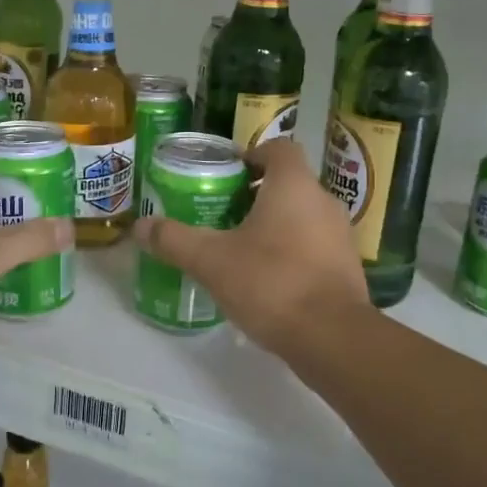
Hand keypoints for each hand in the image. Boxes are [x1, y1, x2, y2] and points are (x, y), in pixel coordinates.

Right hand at [134, 138, 368, 354]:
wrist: (331, 338)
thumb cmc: (271, 282)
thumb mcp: (210, 261)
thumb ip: (173, 239)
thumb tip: (139, 226)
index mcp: (293, 186)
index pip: (278, 148)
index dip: (252, 155)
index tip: (226, 173)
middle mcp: (323, 202)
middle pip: (288, 183)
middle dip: (255, 194)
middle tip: (221, 213)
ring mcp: (341, 236)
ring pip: (302, 216)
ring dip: (274, 224)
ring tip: (239, 247)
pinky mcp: (347, 268)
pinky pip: (314, 246)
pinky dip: (291, 251)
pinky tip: (266, 278)